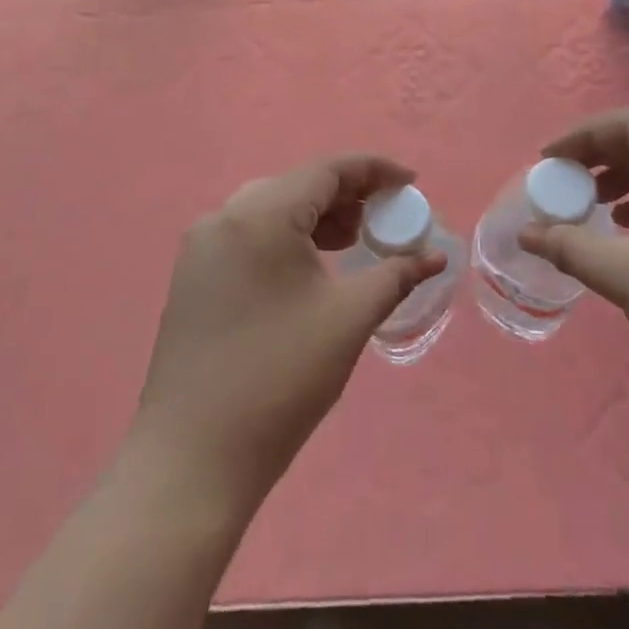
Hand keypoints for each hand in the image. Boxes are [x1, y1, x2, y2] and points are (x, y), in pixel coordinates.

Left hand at [130, 154, 445, 518]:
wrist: (194, 457)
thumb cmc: (280, 379)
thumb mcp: (348, 320)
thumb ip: (396, 275)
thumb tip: (435, 256)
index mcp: (261, 215)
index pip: (327, 171)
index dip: (374, 170)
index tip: (411, 183)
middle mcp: (224, 217)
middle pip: (297, 185)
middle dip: (347, 196)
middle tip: (383, 220)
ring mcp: (201, 247)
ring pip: (270, 209)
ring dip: (316, 217)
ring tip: (352, 243)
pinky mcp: (192, 276)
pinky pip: (248, 235)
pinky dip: (285, 238)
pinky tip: (309, 267)